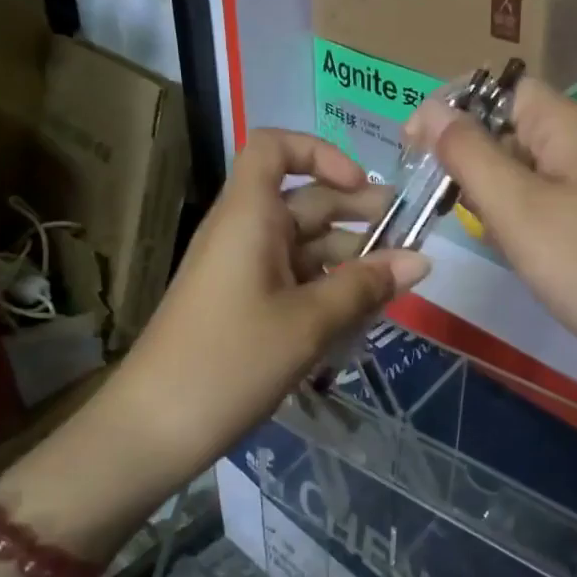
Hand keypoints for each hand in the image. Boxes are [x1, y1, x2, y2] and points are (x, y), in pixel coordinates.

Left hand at [57, 131, 429, 503]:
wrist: (154, 428)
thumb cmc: (230, 361)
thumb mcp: (308, 324)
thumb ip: (366, 287)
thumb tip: (422, 260)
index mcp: (248, 216)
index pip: (274, 148)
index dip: (320, 153)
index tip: (360, 186)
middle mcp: (244, 232)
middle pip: (303, 200)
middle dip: (357, 212)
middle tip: (410, 236)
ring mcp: (242, 270)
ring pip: (304, 245)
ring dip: (349, 258)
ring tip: (395, 285)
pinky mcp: (243, 305)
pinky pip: (293, 279)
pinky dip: (328, 288)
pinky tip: (362, 314)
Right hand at [409, 79, 576, 393]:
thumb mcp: (515, 205)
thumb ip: (467, 153)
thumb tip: (428, 109)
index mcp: (564, 124)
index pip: (499, 89)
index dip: (454, 107)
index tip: (414, 146)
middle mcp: (574, 143)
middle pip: (503, 127)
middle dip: (465, 155)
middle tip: (437, 197)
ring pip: (513, 167)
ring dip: (483, 189)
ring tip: (472, 224)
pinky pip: (530, 200)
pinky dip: (507, 215)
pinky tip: (502, 243)